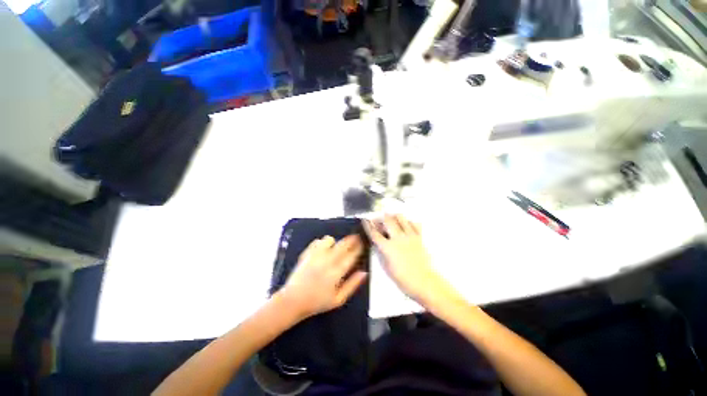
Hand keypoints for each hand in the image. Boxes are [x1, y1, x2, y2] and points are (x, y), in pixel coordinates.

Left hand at [278, 235, 367, 319]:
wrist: (293, 301)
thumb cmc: (317, 302)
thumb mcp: (338, 300)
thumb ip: (352, 285)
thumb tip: (364, 272)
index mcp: (336, 273)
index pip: (351, 256)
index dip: (358, 247)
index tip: (363, 243)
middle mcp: (327, 261)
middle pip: (342, 244)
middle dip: (351, 239)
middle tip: (356, 237)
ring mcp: (315, 256)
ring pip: (329, 239)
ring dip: (335, 242)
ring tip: (336, 246)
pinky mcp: (306, 253)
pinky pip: (317, 241)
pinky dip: (322, 243)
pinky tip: (323, 249)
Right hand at [364, 215, 445, 301]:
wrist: (424, 282)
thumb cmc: (403, 278)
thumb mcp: (386, 267)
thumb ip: (381, 253)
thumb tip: (377, 244)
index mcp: (388, 247)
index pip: (374, 233)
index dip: (368, 225)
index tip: (365, 220)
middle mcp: (398, 238)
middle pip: (387, 221)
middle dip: (381, 217)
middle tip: (378, 219)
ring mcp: (410, 236)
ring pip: (401, 218)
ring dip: (394, 216)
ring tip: (392, 218)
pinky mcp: (419, 237)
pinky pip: (414, 223)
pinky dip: (409, 221)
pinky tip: (406, 224)